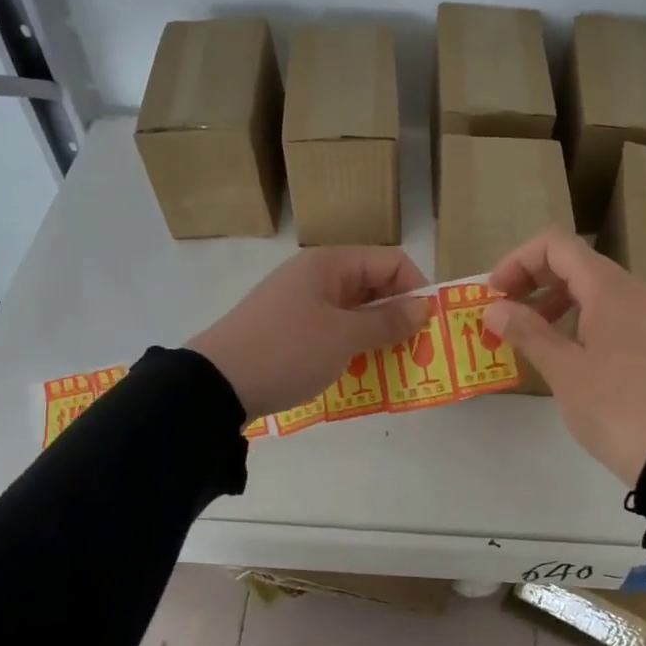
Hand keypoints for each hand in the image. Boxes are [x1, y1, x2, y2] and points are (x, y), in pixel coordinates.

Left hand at [187, 247, 430, 419]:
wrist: (217, 384)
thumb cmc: (288, 351)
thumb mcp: (344, 337)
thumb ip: (388, 321)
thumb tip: (425, 306)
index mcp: (329, 264)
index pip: (390, 261)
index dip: (415, 288)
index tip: (428, 325)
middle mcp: (315, 277)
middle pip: (372, 286)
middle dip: (398, 315)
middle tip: (416, 350)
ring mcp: (299, 304)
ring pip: (353, 312)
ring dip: (376, 335)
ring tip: (392, 365)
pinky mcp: (288, 331)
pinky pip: (332, 331)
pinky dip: (351, 347)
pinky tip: (359, 372)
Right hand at [485, 230, 645, 486]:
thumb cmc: (613, 406)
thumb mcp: (563, 370)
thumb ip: (527, 332)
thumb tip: (495, 309)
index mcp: (609, 289)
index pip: (556, 246)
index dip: (518, 261)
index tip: (494, 294)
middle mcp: (631, 291)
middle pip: (573, 263)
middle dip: (531, 280)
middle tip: (502, 313)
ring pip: (590, 289)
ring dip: (552, 301)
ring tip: (526, 334)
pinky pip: (607, 312)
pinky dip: (576, 318)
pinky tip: (560, 351)